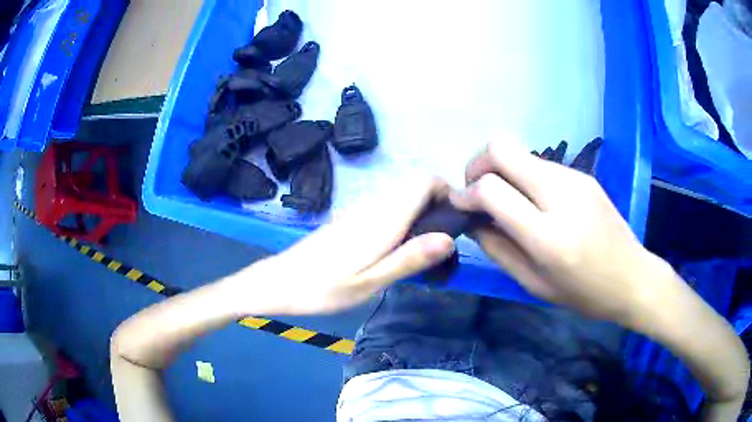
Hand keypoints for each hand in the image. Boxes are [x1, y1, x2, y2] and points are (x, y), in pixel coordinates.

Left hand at [246, 176, 455, 314]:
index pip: (424, 179)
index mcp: (383, 218)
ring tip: (426, 245)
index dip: (447, 191)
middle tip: (443, 238)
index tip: (456, 220)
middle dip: (438, 200)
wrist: (281, 282)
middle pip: (416, 181)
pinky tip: (400, 245)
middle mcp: (374, 205)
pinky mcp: (352, 216)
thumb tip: (449, 238)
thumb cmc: (323, 288)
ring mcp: (361, 208)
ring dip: (423, 207)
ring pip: (403, 191)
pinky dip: (405, 214)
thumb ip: (409, 258)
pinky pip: (389, 203)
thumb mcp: (369, 283)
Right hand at [451, 140, 671, 323]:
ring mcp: (574, 179)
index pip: (492, 190)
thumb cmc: (583, 292)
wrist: (632, 276)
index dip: (466, 194)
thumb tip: (472, 221)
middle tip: (476, 192)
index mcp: (548, 235)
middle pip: (501, 149)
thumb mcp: (534, 284)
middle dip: (477, 165)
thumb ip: (498, 250)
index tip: (460, 206)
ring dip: (502, 171)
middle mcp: (561, 195)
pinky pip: (540, 164)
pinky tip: (534, 203)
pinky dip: (524, 177)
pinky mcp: (582, 174)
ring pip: (520, 152)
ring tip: (507, 201)